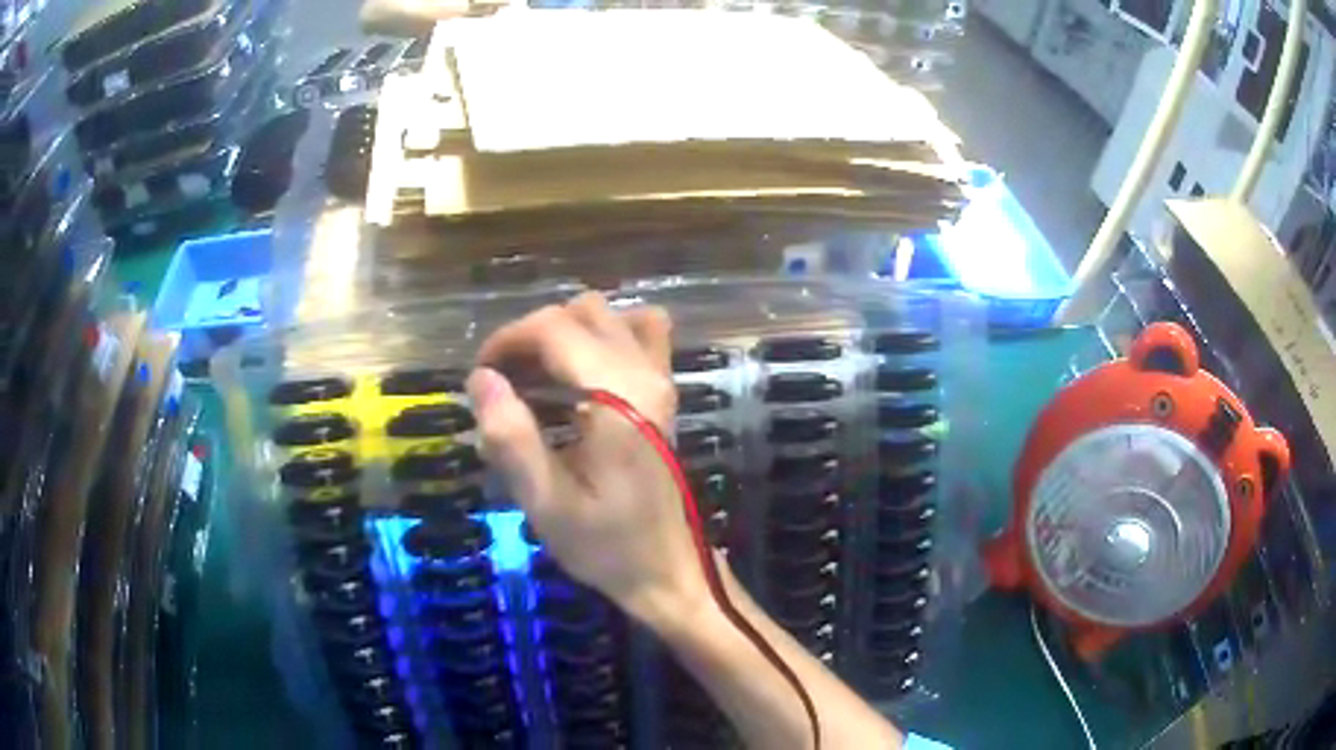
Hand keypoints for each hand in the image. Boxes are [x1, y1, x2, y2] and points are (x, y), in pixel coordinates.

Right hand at [466, 292, 709, 632]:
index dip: (507, 340)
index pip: (554, 328)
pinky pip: (639, 333)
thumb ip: (511, 438)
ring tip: (535, 378)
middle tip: (503, 383)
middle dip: (531, 336)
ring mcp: (661, 379)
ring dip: (563, 333)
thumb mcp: (546, 503)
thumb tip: (480, 377)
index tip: (480, 376)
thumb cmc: (606, 545)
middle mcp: (646, 373)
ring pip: (609, 316)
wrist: (667, 570)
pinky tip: (579, 375)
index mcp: (619, 395)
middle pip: (581, 312)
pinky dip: (602, 337)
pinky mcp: (663, 392)